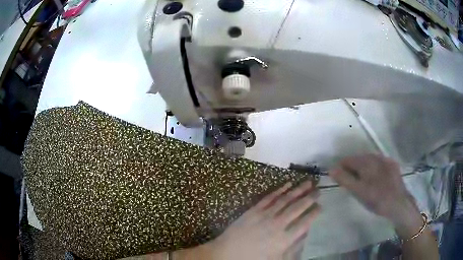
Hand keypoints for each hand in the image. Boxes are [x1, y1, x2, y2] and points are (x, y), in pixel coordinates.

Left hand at [201, 181, 320, 259]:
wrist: (227, 253)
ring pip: (285, 199)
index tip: (321, 206)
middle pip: (298, 208)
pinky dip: (279, 190)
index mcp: (284, 239)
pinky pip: (269, 197)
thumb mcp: (277, 259)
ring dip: (298, 190)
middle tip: (319, 190)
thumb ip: (293, 248)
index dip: (314, 213)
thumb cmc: (253, 259)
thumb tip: (305, 234)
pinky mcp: (254, 210)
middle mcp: (278, 224)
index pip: (304, 223)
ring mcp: (265, 215)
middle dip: (310, 198)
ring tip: (308, 182)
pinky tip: (287, 184)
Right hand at [329, 154, 421, 232]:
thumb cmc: (376, 199)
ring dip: (364, 168)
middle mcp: (376, 156)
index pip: (348, 160)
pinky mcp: (393, 165)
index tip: (341, 179)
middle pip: (359, 159)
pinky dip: (375, 169)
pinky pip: (380, 163)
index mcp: (366, 162)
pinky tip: (376, 179)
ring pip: (370, 160)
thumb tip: (331, 169)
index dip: (342, 169)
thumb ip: (345, 179)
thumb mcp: (358, 191)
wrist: (399, 203)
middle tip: (353, 184)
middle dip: (354, 169)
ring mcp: (386, 160)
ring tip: (364, 182)